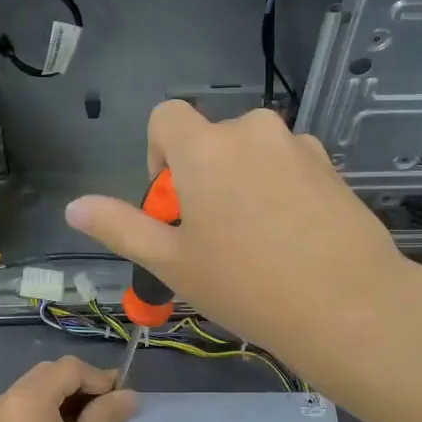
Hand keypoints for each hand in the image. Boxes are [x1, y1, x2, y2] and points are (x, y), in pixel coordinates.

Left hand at [0, 356, 138, 421]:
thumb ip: (108, 414)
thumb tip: (128, 395)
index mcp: (26, 396)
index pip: (69, 369)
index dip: (99, 377)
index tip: (123, 398)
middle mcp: (4, 401)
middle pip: (48, 375)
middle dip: (81, 385)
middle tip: (110, 408)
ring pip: (34, 393)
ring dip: (64, 399)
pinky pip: (22, 413)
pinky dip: (46, 414)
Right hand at [64, 102, 407, 367]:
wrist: (347, 305)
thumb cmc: (245, 284)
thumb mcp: (170, 262)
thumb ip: (120, 227)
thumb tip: (74, 207)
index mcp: (205, 147)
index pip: (165, 117)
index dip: (158, 155)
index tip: (173, 204)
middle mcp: (252, 131)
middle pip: (210, 139)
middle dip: (201, 176)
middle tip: (212, 237)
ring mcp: (298, 146)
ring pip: (251, 154)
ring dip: (241, 183)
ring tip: (255, 243)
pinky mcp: (332, 167)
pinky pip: (287, 166)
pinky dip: (278, 190)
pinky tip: (291, 240)